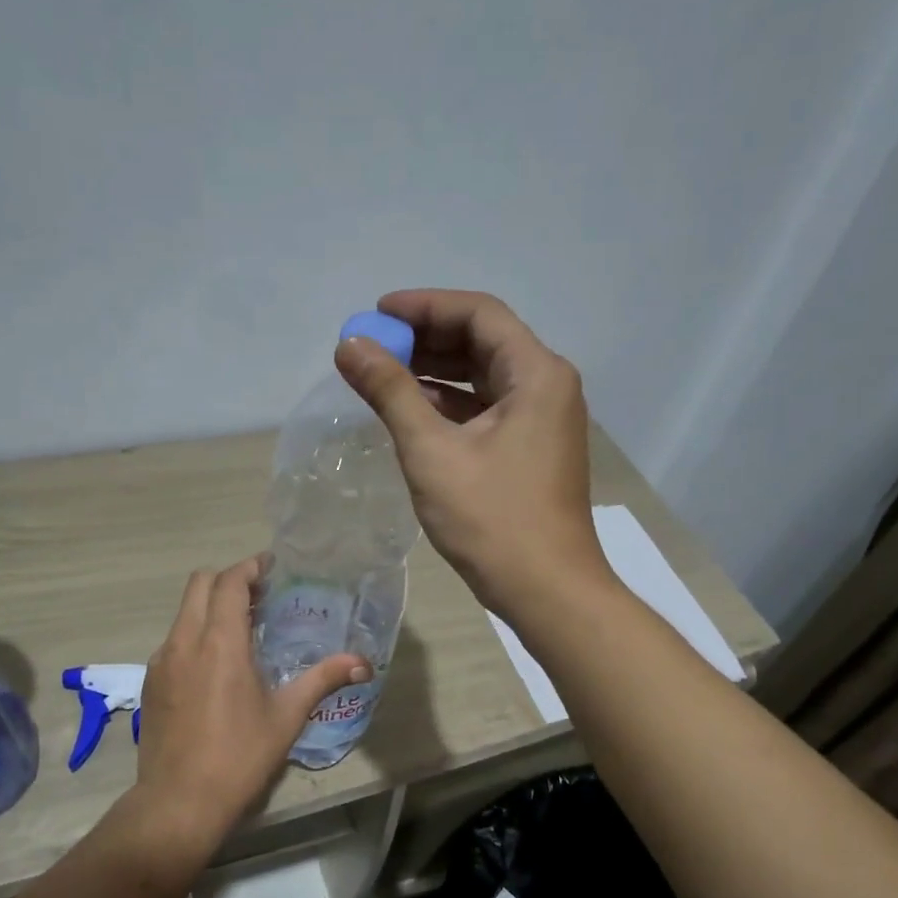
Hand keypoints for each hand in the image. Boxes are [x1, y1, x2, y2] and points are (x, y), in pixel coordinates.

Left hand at [130, 555, 368, 851]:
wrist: (178, 802)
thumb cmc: (239, 756)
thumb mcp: (287, 716)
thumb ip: (323, 679)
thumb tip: (363, 663)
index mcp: (220, 642)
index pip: (229, 581)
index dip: (250, 567)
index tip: (272, 568)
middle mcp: (185, 640)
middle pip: (199, 584)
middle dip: (228, 579)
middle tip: (259, 596)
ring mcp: (162, 661)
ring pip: (184, 611)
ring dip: (210, 606)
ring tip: (241, 628)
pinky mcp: (151, 681)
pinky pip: (174, 639)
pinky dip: (195, 633)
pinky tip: (215, 666)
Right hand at [335, 289, 607, 618]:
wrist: (547, 592)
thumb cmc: (493, 520)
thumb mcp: (432, 451)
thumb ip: (390, 392)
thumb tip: (349, 344)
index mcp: (536, 374)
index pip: (478, 314)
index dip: (424, 306)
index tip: (377, 313)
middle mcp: (546, 386)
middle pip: (482, 341)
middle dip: (425, 339)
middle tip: (373, 346)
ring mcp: (541, 419)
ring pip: (483, 376)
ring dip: (434, 371)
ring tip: (381, 374)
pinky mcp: (531, 448)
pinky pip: (486, 408)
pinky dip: (449, 404)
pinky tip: (410, 411)